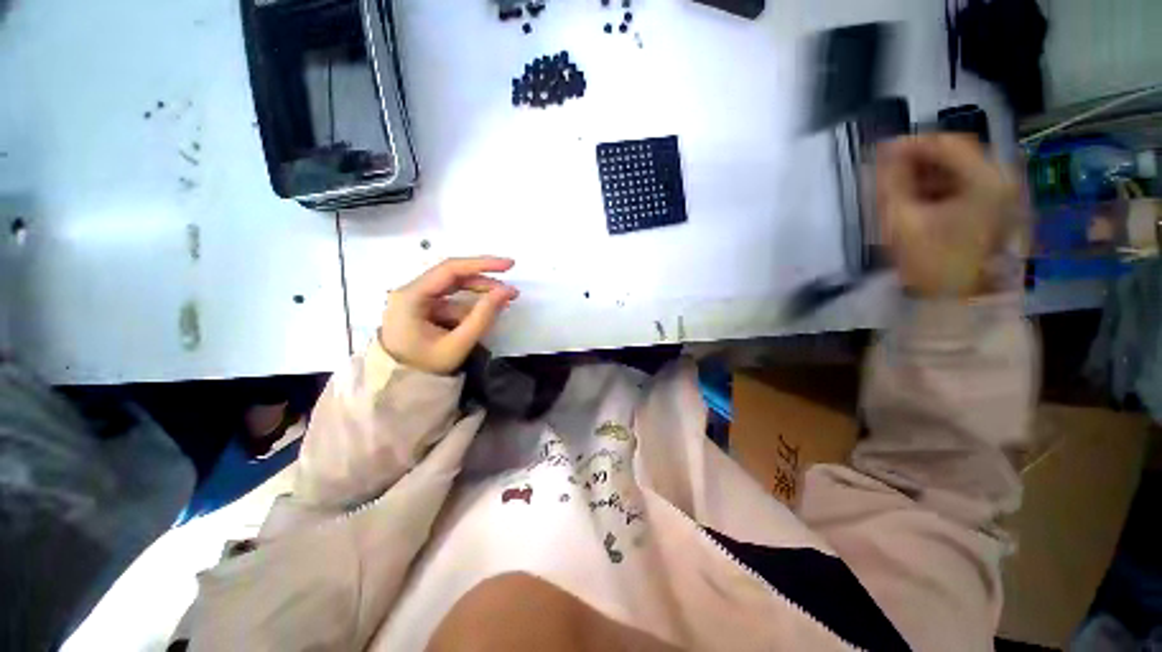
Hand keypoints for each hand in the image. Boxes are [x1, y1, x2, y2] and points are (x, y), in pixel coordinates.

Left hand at [379, 257, 518, 373]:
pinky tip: (485, 312)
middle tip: (511, 290)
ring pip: (453, 288)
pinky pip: (451, 300)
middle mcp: (410, 291)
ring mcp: (416, 299)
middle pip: (452, 276)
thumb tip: (507, 291)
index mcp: (410, 297)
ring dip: (479, 293)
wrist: (400, 388)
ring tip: (503, 302)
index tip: (509, 265)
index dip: (482, 264)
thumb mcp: (458, 344)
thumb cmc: (425, 368)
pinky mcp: (422, 308)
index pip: (450, 269)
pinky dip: (470, 305)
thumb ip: (483, 316)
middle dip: (484, 281)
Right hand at [877, 134, 1020, 297]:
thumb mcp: (901, 219)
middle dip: (920, 157)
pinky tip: (919, 196)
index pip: (948, 143)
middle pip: (958, 153)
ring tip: (899, 184)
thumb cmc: (929, 261)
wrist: (955, 300)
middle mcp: (1004, 179)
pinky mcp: (998, 206)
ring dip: (929, 171)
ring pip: (962, 167)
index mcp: (987, 179)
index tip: (881, 151)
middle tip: (888, 168)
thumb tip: (883, 151)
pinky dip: (941, 184)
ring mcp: (1004, 193)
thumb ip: (891, 181)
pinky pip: (967, 183)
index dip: (912, 144)